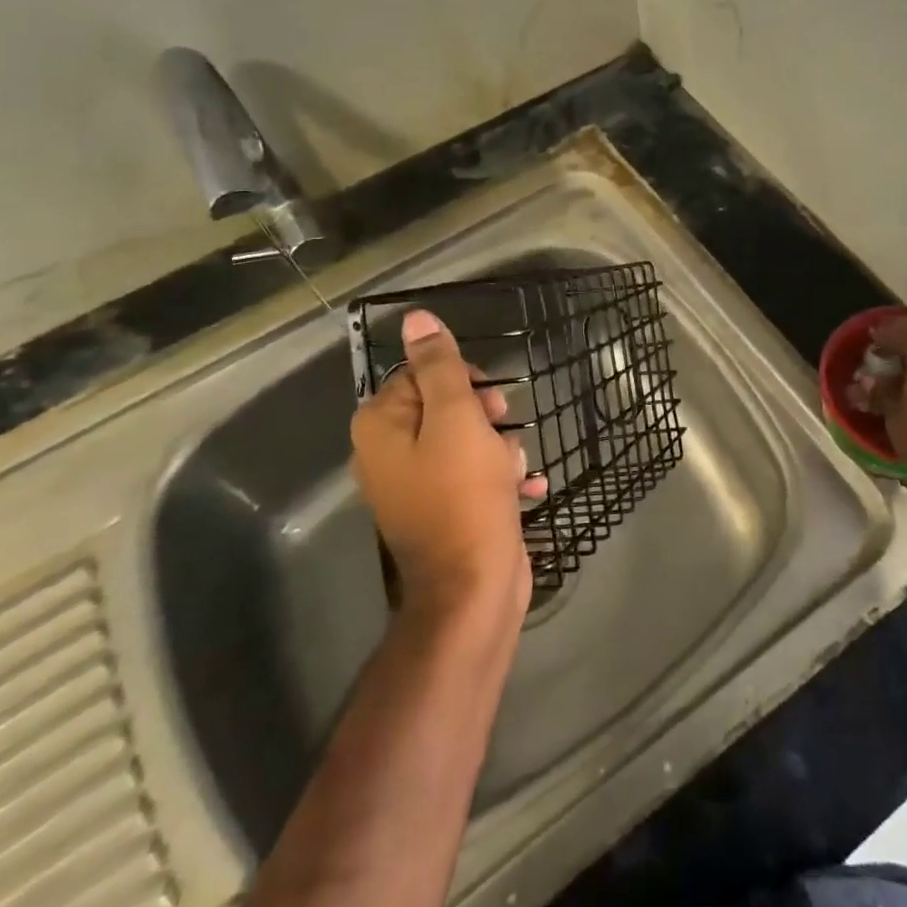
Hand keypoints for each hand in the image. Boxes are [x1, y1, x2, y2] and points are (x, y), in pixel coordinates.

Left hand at [351, 309, 546, 620]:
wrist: (474, 587)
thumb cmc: (464, 495)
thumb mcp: (456, 419)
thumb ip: (439, 366)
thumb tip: (416, 319)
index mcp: (381, 426)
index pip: (422, 373)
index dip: (463, 382)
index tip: (490, 404)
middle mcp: (389, 452)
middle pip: (446, 405)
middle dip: (486, 418)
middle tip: (503, 437)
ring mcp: (416, 484)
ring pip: (468, 440)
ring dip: (500, 449)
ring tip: (511, 475)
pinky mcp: (444, 509)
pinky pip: (474, 474)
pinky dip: (500, 478)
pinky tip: (525, 489)